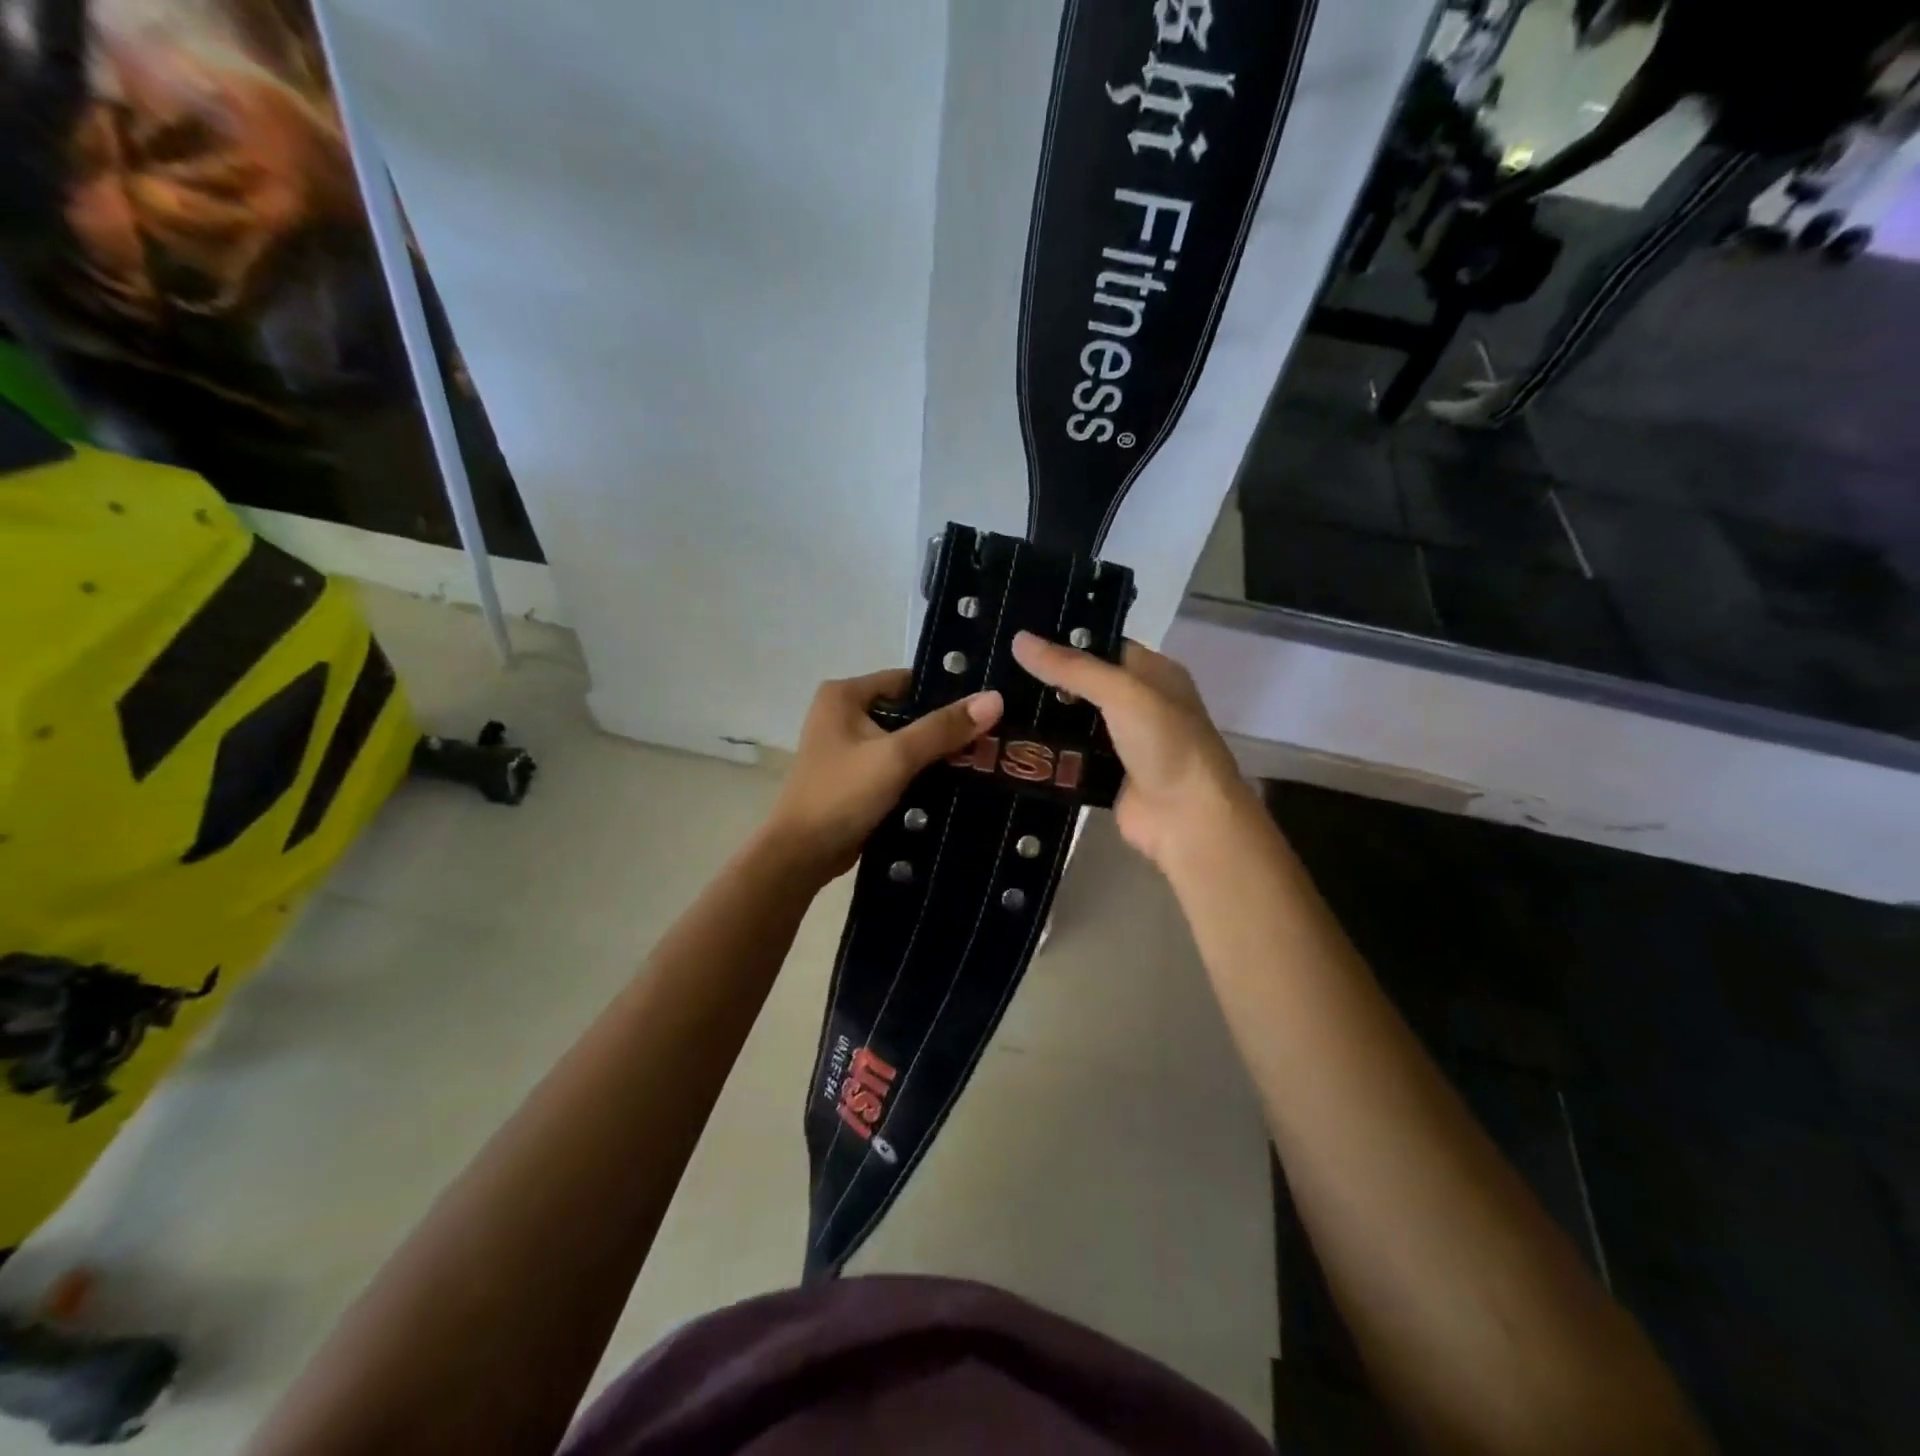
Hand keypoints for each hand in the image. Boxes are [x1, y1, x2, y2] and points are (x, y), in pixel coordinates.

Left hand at [765, 670, 1003, 880]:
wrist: (801, 855)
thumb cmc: (842, 794)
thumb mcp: (896, 756)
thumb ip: (943, 727)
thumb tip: (995, 698)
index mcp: (844, 695)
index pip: (908, 681)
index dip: (947, 693)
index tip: (988, 708)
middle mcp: (843, 714)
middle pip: (908, 712)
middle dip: (946, 727)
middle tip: (994, 737)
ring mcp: (848, 748)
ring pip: (904, 742)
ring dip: (937, 753)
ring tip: (985, 759)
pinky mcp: (856, 778)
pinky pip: (896, 766)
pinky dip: (921, 773)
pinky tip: (958, 783)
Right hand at [1010, 632, 1253, 871]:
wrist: (1187, 818)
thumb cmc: (1165, 743)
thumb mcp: (1122, 693)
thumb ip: (1071, 668)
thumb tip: (1019, 639)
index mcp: (1154, 673)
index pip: (1103, 646)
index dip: (1065, 641)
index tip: (1020, 637)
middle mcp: (1140, 704)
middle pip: (1085, 685)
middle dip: (1047, 680)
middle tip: (996, 670)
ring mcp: (1123, 742)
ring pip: (1074, 722)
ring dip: (1042, 717)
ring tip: (994, 701)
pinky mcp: (1106, 775)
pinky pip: (1070, 757)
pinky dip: (1047, 752)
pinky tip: (1010, 741)